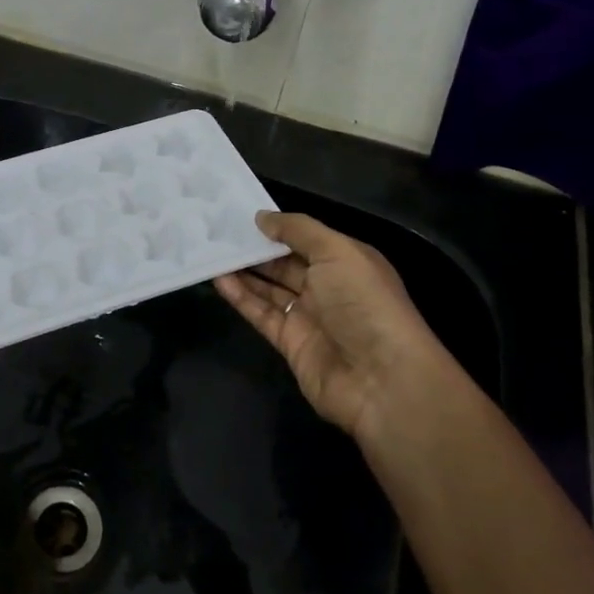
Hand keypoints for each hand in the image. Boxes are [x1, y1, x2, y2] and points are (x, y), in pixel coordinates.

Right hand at [214, 212, 460, 443]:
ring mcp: (309, 317)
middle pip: (285, 263)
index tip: (241, 213)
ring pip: (270, 288)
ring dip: (243, 271)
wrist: (382, 380)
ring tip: (211, 251)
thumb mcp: (337, 252)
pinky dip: (241, 297)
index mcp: (347, 262)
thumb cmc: (364, 303)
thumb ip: (298, 230)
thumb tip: (261, 217)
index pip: (306, 238)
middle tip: (217, 230)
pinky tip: (218, 279)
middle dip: (255, 248)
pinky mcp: (290, 343)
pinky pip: (261, 314)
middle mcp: (328, 287)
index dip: (276, 226)